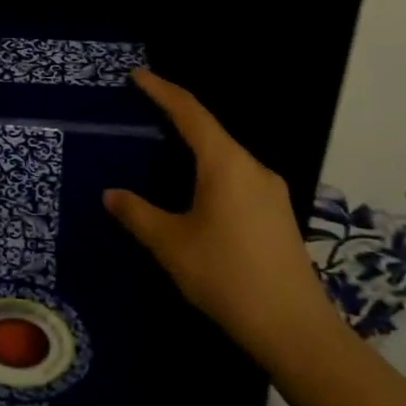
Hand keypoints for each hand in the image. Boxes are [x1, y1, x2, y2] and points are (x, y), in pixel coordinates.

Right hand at [104, 68, 332, 360]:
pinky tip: (197, 191)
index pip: (190, 112)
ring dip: (196, 146)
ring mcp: (271, 191)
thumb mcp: (171, 245)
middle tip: (145, 112)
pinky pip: (237, 176)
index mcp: (226, 164)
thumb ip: (138, 214)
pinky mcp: (278, 213)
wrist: (294, 329)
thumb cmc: (226, 277)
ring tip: (165, 150)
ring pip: (226, 155)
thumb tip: (111, 195)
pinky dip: (211, 169)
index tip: (138, 76)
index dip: (162, 90)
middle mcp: (253, 167)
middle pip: (210, 130)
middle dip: (177, 117)